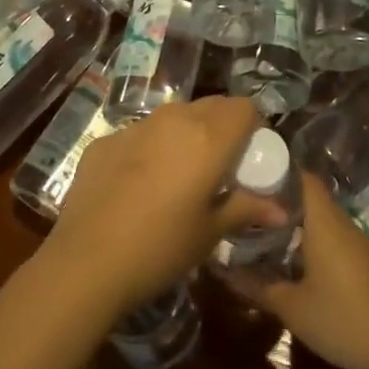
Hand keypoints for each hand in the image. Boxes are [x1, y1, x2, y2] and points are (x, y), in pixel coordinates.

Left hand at [44, 96, 281, 311]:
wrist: (86, 262)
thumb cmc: (161, 248)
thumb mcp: (210, 233)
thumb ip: (246, 209)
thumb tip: (281, 211)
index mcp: (208, 137)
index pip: (244, 107)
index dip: (253, 126)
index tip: (249, 156)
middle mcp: (174, 120)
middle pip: (211, 106)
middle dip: (222, 128)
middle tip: (220, 167)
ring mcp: (135, 126)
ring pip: (173, 117)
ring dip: (185, 135)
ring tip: (179, 175)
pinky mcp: (105, 140)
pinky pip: (140, 134)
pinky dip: (150, 149)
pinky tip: (138, 186)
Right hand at [238, 174, 368, 368]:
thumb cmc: (340, 319)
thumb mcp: (291, 307)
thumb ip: (257, 286)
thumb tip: (223, 272)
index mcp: (325, 223)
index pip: (304, 179)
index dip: (280, 173)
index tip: (254, 178)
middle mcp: (344, 224)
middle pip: (314, 199)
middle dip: (285, 202)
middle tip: (253, 210)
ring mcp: (361, 243)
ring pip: (326, 221)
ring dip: (301, 224)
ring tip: (270, 235)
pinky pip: (339, 240)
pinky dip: (318, 243)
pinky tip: (301, 263)